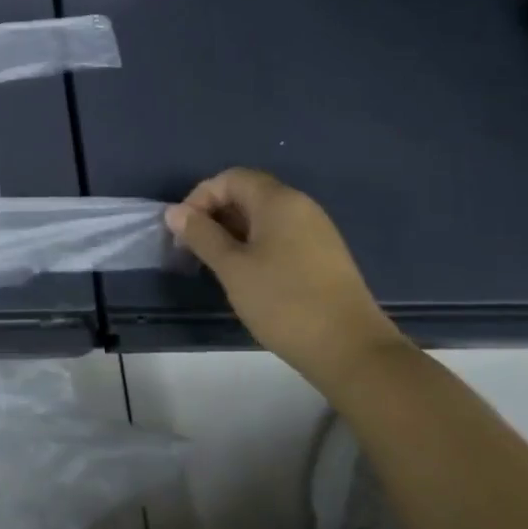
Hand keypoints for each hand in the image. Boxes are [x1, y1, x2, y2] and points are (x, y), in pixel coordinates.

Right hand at [165, 168, 404, 384]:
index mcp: (278, 201)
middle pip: (247, 194)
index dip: (200, 197)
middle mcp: (300, 207)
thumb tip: (175, 212)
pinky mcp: (323, 256)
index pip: (230, 178)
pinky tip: (247, 275)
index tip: (184, 230)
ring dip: (232, 232)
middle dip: (214, 214)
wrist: (352, 350)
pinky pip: (280, 236)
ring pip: (263, 217)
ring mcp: (316, 232)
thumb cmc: (284, 301)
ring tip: (216, 263)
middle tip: (194, 247)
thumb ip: (201, 235)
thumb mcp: (231, 267)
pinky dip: (255, 245)